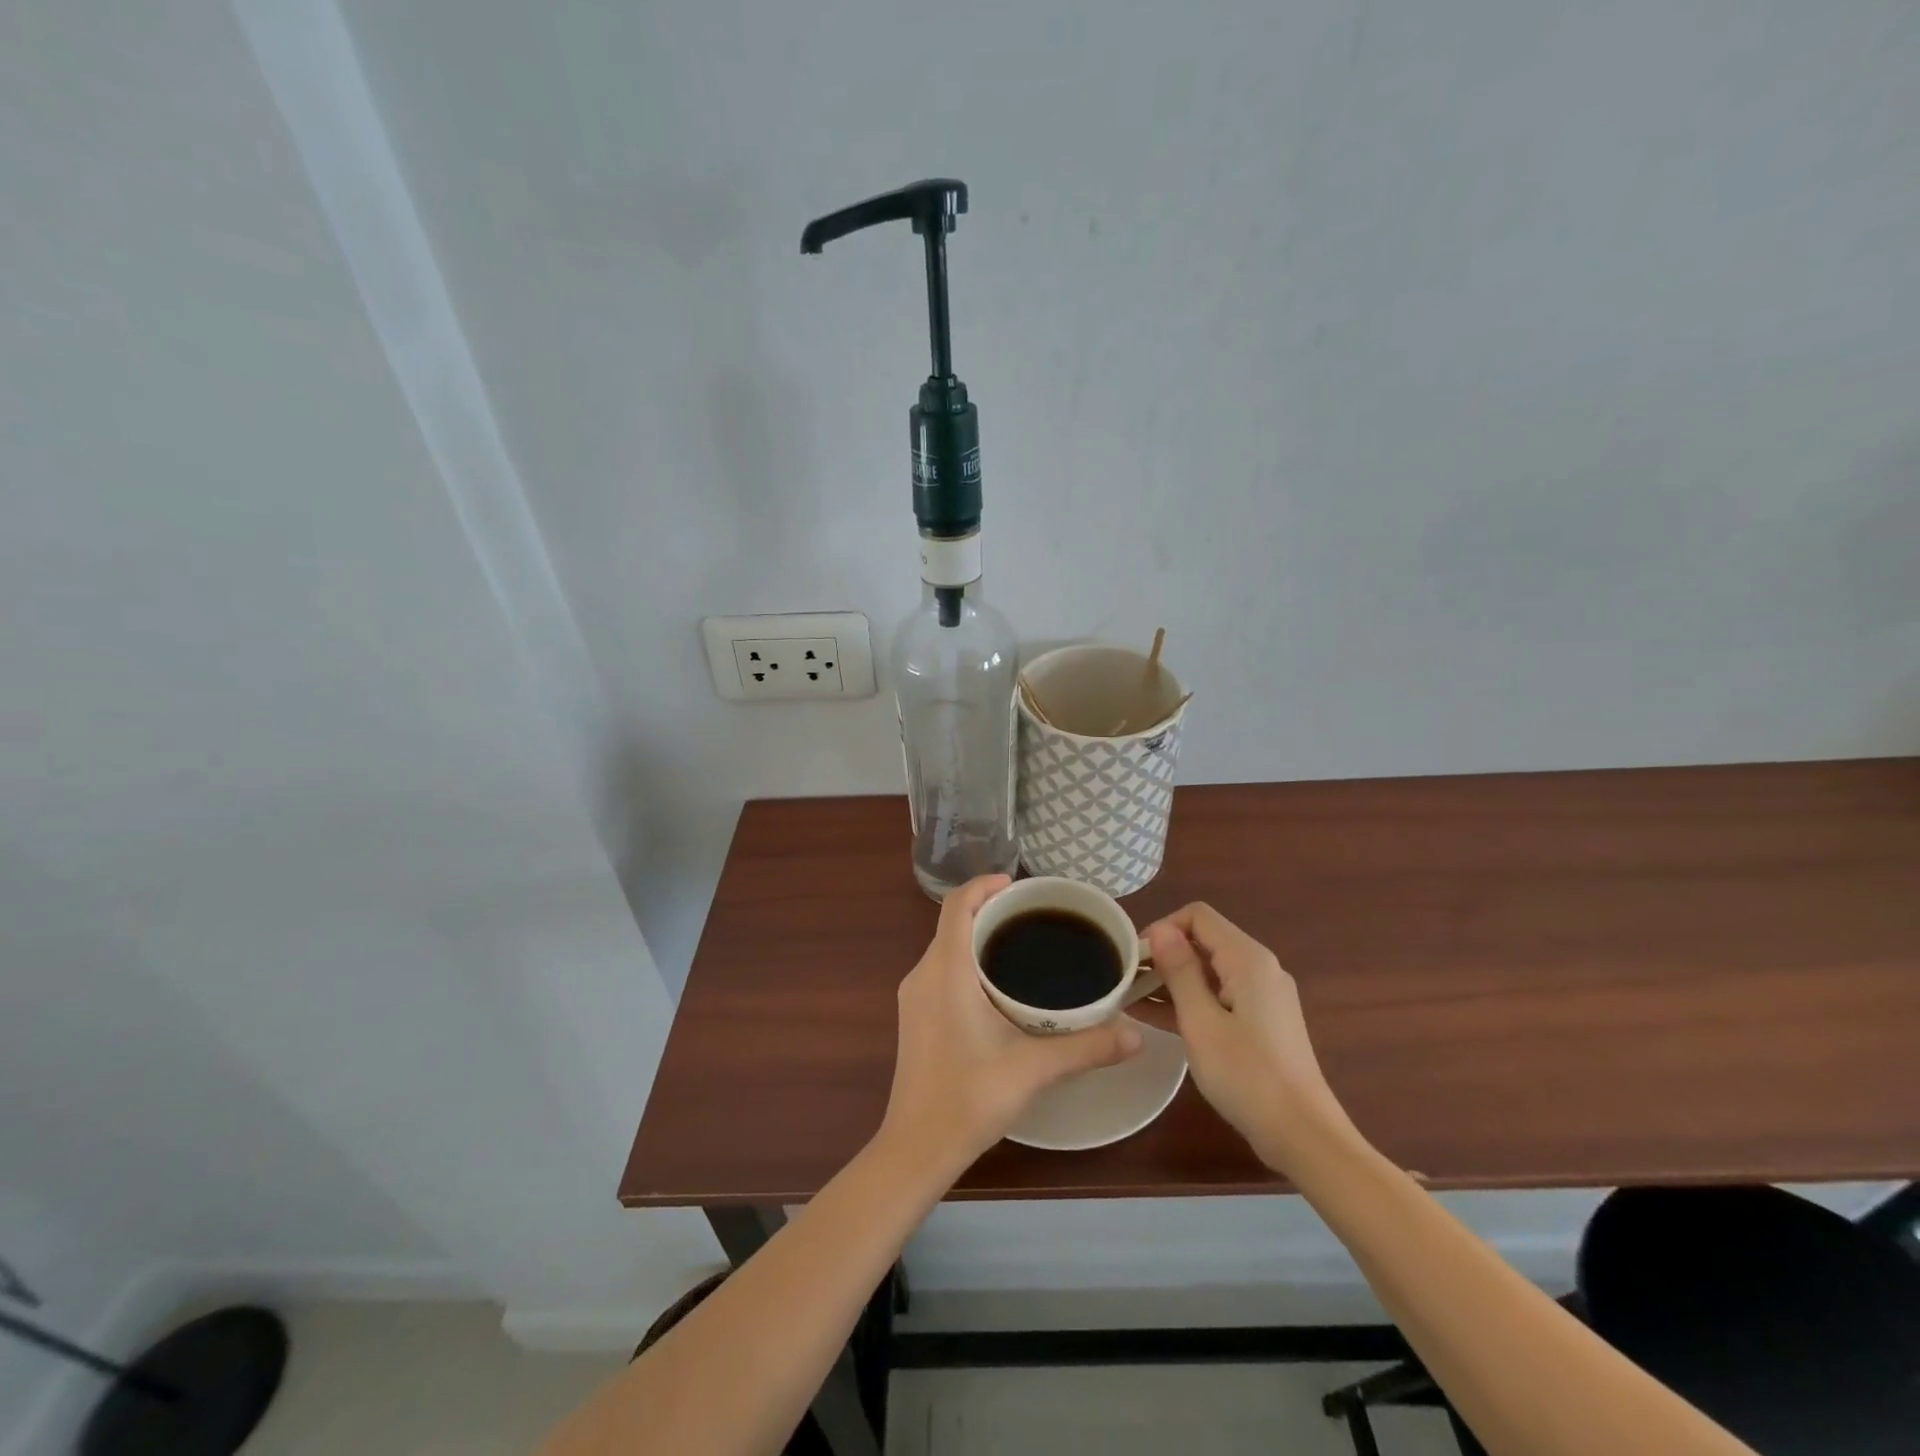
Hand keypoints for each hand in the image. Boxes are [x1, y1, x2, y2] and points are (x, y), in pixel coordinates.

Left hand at [881, 875, 1142, 1166]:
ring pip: (946, 947)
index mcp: (946, 971)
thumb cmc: (968, 1098)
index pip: (957, 904)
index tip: (1019, 887)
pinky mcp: (914, 1017)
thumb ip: (1086, 1047)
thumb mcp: (1032, 1069)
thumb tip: (1136, 1034)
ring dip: (978, 938)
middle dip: (990, 911)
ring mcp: (914, 997)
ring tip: (1022, 948)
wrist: (916, 1147)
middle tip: (1035, 919)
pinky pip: (941, 970)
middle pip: (953, 922)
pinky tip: (998, 989)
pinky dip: (967, 962)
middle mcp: (922, 974)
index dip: (985, 885)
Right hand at [1146, 903, 1352, 1170]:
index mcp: (1247, 959)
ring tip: (1130, 999)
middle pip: (1203, 941)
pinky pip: (1218, 996)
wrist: (1303, 1136)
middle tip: (1126, 981)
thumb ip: (1180, 971)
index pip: (1197, 916)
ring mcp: (1262, 996)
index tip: (1134, 959)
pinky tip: (1154, 1018)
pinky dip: (1189, 1001)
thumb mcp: (1201, 1022)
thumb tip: (1160, 929)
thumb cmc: (1247, 1075)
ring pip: (1208, 971)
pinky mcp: (1261, 1021)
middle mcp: (1258, 968)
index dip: (1162, 929)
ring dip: (1171, 980)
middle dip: (1163, 955)